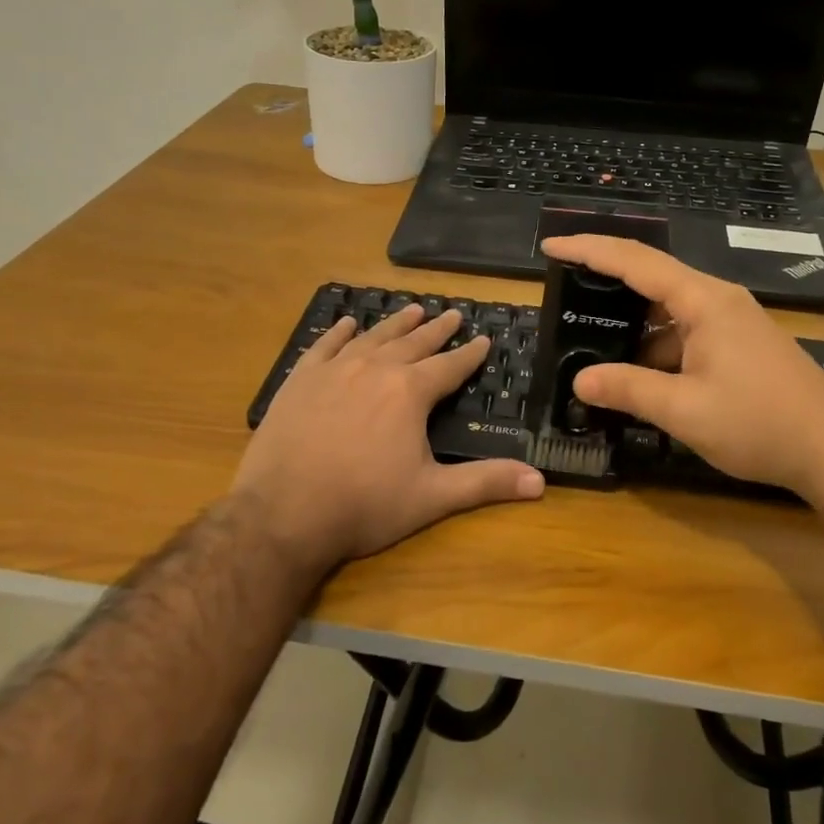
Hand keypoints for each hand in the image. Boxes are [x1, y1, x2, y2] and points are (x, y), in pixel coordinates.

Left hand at [233, 305, 544, 568]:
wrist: (283, 513)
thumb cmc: (364, 505)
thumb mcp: (432, 496)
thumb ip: (485, 483)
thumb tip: (540, 482)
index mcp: (410, 392)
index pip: (449, 365)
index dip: (469, 353)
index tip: (483, 339)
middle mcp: (375, 369)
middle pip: (413, 343)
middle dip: (437, 329)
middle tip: (452, 313)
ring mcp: (334, 370)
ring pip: (373, 338)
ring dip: (395, 324)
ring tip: (412, 310)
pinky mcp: (300, 380)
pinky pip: (324, 346)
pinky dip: (339, 333)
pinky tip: (347, 323)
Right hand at [540, 234, 823, 497]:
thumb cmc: (760, 423)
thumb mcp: (684, 410)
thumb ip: (628, 390)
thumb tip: (579, 380)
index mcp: (704, 300)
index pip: (636, 260)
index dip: (590, 249)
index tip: (552, 247)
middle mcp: (718, 300)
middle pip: (652, 278)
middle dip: (607, 286)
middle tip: (565, 296)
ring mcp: (733, 322)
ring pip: (669, 311)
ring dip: (633, 326)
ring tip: (593, 342)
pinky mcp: (740, 345)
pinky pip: (687, 333)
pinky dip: (658, 347)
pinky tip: (640, 374)